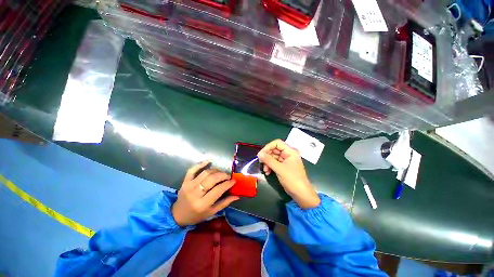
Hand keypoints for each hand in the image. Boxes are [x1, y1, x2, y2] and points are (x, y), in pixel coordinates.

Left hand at [172, 161, 238, 226]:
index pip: (218, 190)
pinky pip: (192, 169)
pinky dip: (201, 164)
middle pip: (212, 179)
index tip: (233, 181)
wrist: (178, 214)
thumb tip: (237, 196)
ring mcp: (189, 186)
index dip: (227, 184)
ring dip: (215, 170)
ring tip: (220, 172)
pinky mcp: (185, 181)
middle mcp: (195, 194)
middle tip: (228, 176)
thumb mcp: (211, 212)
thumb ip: (224, 203)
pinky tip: (209, 161)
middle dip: (223, 175)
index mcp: (203, 204)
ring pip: (205, 173)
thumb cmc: (196, 215)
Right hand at [258, 139, 319, 208]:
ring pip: (273, 157)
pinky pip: (274, 163)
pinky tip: (268, 172)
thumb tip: (259, 154)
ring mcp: (286, 160)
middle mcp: (288, 154)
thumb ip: (269, 160)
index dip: (268, 147)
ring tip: (265, 170)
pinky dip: (270, 166)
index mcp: (290, 151)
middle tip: (261, 162)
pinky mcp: (283, 166)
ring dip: (268, 162)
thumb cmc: (292, 179)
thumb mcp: (279, 169)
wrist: (301, 194)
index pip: (277, 143)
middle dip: (267, 156)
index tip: (261, 154)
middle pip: (274, 150)